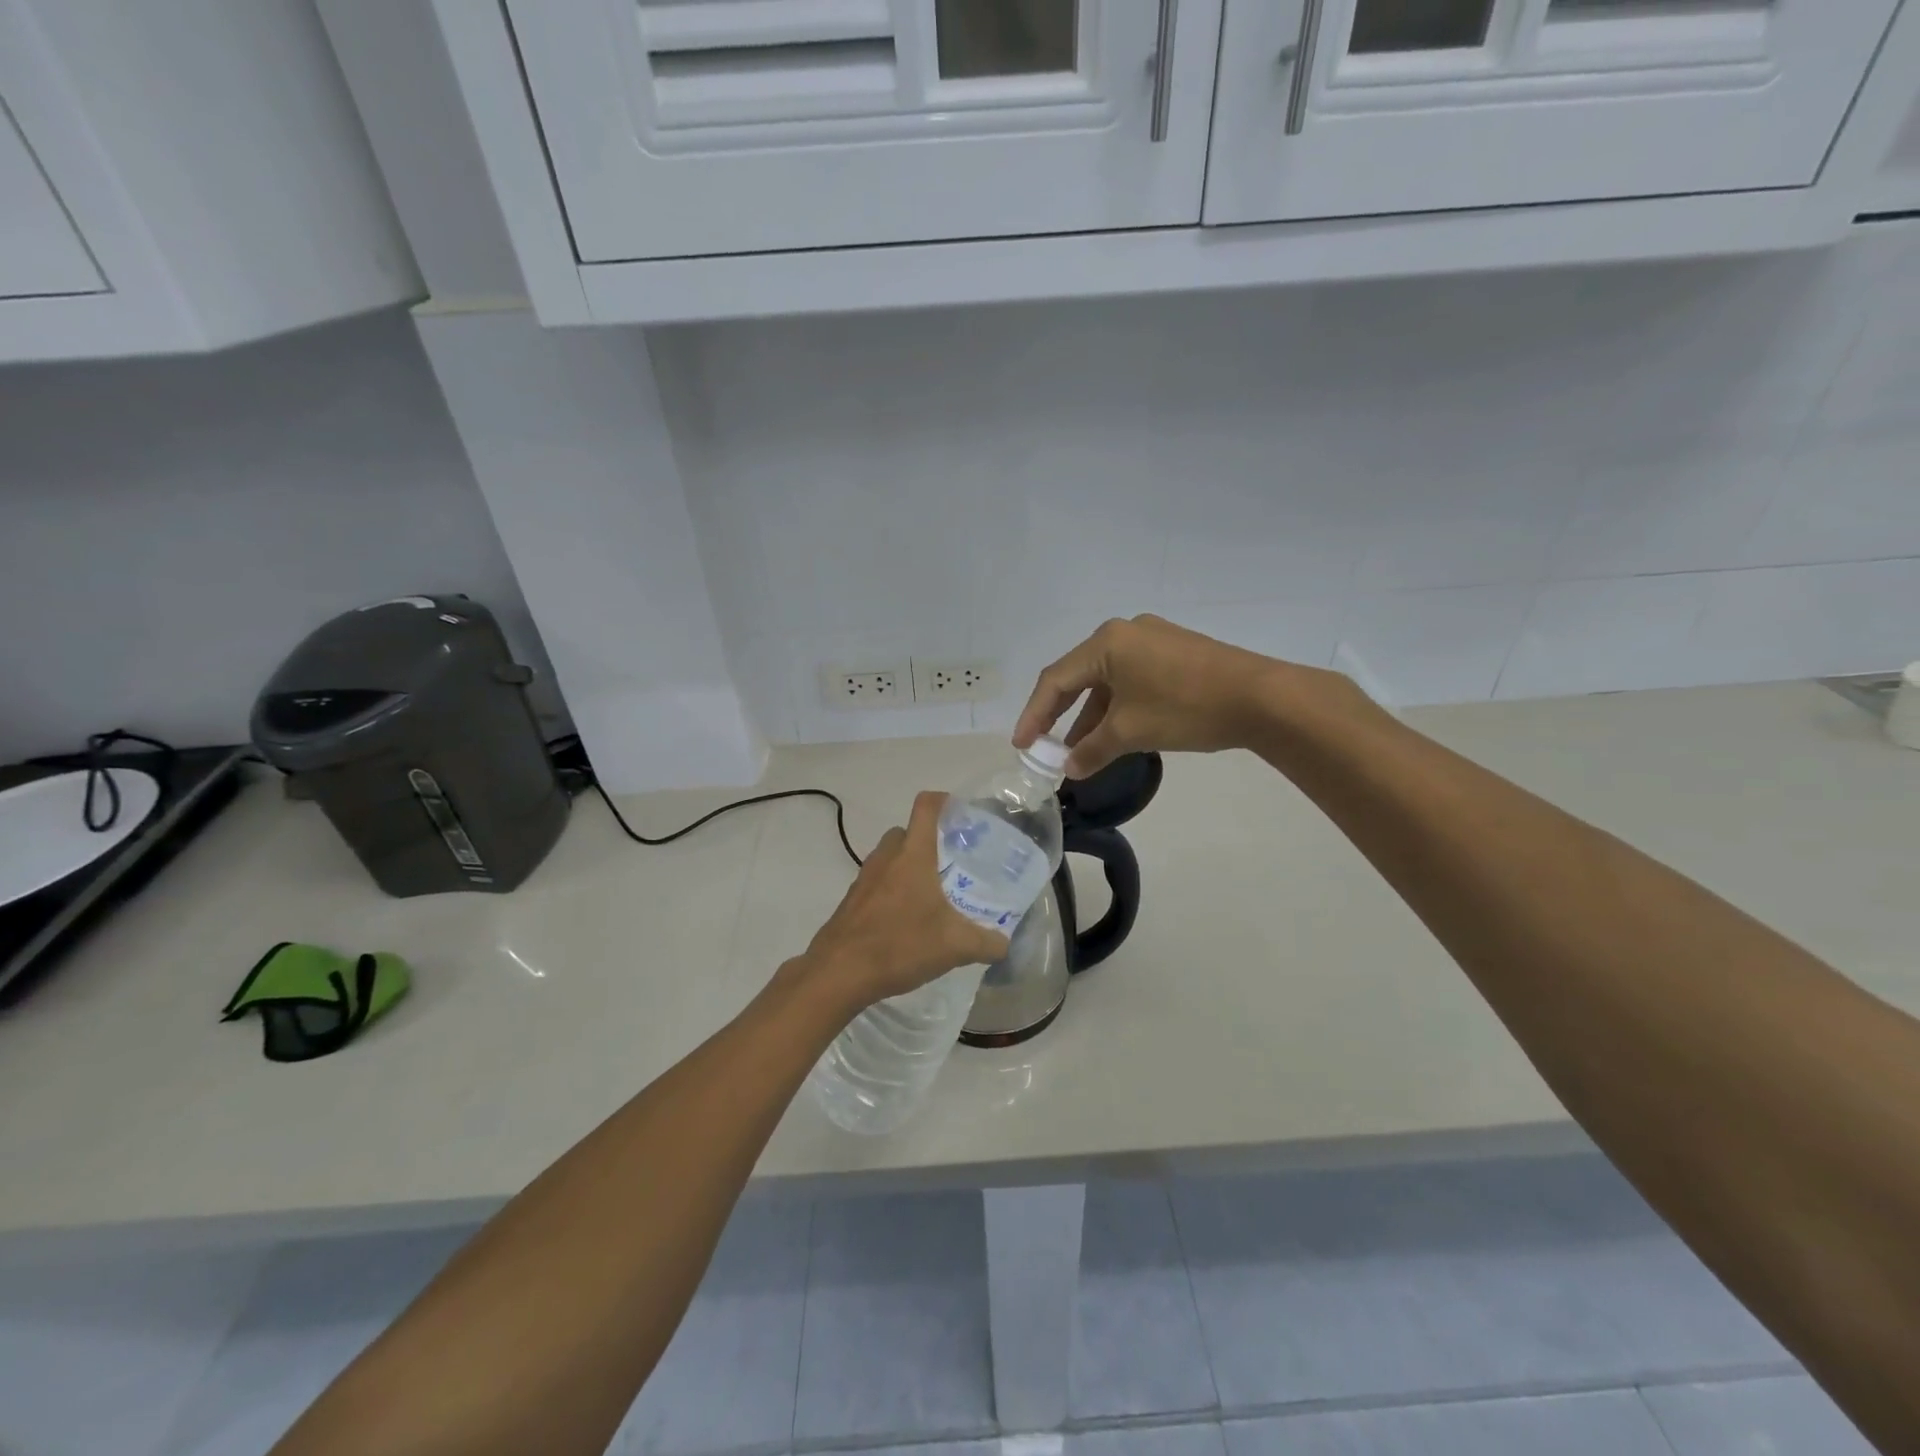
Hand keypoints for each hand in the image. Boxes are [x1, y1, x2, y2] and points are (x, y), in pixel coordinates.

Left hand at [794, 791, 1010, 1014]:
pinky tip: (906, 920)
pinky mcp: (851, 901)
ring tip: (931, 892)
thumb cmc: (900, 945)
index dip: (944, 801)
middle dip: (927, 839)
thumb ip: (987, 943)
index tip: (961, 813)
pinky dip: (891, 890)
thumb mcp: (955, 947)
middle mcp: (886, 858)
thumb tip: (1006, 945)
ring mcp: (864, 878)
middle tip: (951, 861)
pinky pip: (876, 882)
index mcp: (913, 854)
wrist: (839, 972)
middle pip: (906, 831)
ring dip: (907, 865)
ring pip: (888, 857)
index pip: (926, 807)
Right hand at [1013, 615, 1297, 778]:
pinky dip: (1118, 706)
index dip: (1034, 715)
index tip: (1022, 745)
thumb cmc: (1186, 708)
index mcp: (1106, 643)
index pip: (1056, 680)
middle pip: (1079, 676)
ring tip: (1081, 750)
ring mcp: (1153, 639)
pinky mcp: (1175, 651)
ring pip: (1108, 680)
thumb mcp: (1131, 733)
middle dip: (1061, 715)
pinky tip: (1117, 732)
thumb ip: (1092, 750)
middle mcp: (1125, 633)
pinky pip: (1132, 678)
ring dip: (1092, 715)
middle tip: (1044, 745)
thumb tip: (1069, 768)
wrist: (1262, 698)